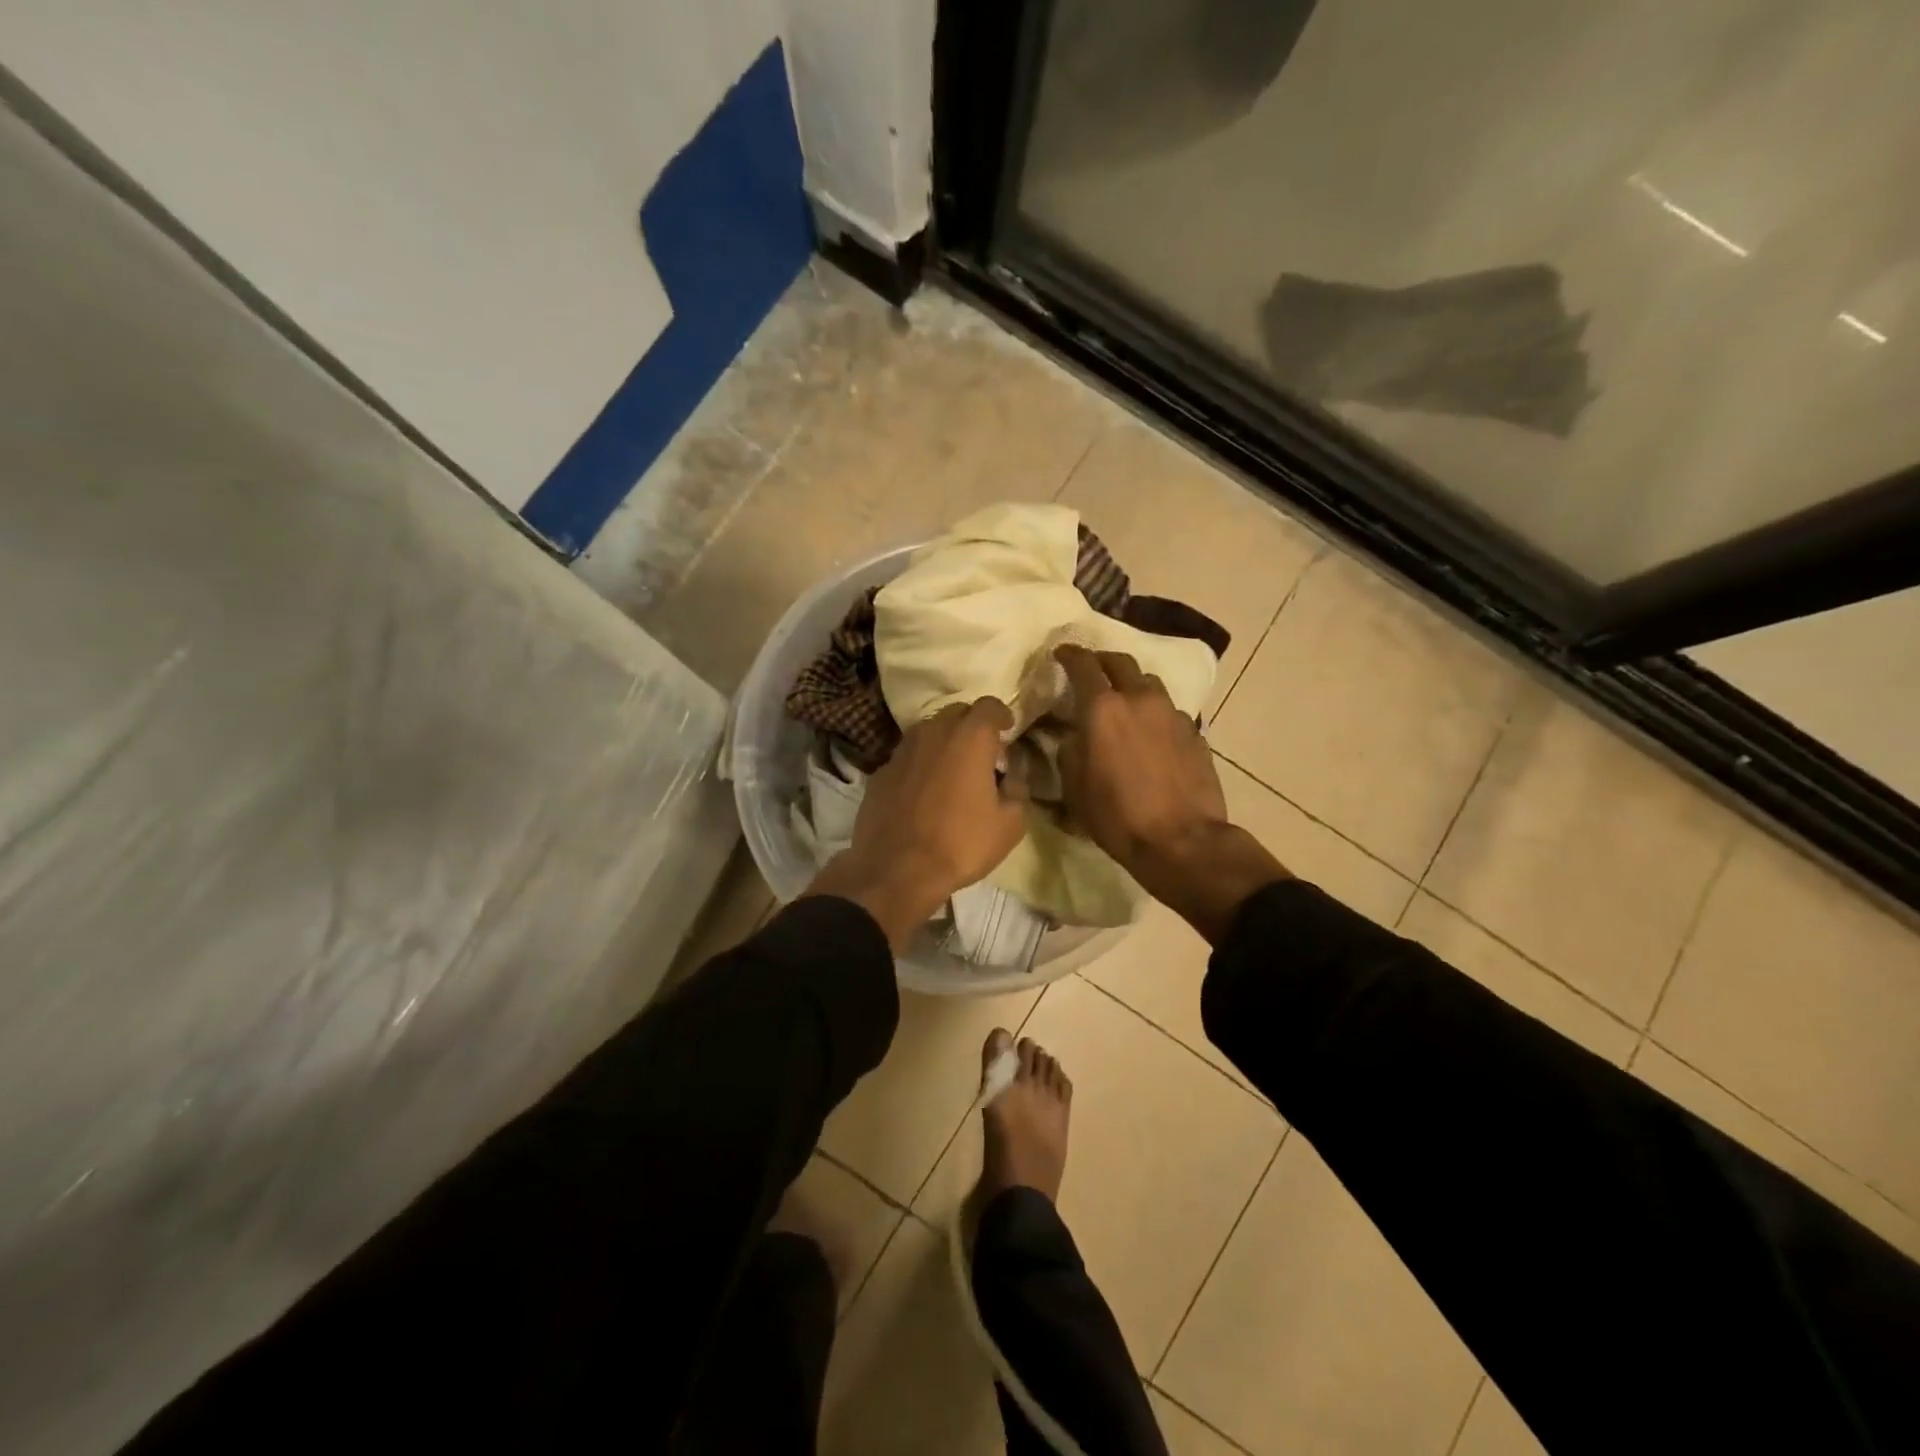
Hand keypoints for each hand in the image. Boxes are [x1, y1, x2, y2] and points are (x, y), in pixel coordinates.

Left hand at [807, 699, 1026, 950]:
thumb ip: (1017, 791)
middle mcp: (933, 733)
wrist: (896, 870)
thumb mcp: (1010, 825)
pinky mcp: (880, 771)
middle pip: (957, 712)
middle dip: (972, 725)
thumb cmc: (961, 844)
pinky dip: (920, 764)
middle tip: (982, 753)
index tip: (1007, 730)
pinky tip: (924, 791)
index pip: (989, 705)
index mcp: (969, 738)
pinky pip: (908, 757)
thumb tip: (1010, 778)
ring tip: (952, 770)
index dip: (1001, 715)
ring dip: (944, 742)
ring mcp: (902, 750)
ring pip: (928, 732)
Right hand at [1055, 646, 1286, 942]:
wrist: (1182, 841)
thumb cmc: (1117, 817)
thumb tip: (1072, 735)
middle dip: (1102, 661)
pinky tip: (1149, 732)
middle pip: (1120, 662)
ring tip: (1123, 700)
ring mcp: (1171, 713)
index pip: (1083, 665)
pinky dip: (1152, 711)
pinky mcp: (1194, 732)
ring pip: (1148, 682)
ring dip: (1131, 684)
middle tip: (1091, 671)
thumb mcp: (1074, 787)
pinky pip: (1168, 710)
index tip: (1061, 653)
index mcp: (1103, 709)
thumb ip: (1069, 750)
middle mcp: (1139, 699)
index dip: (1070, 655)